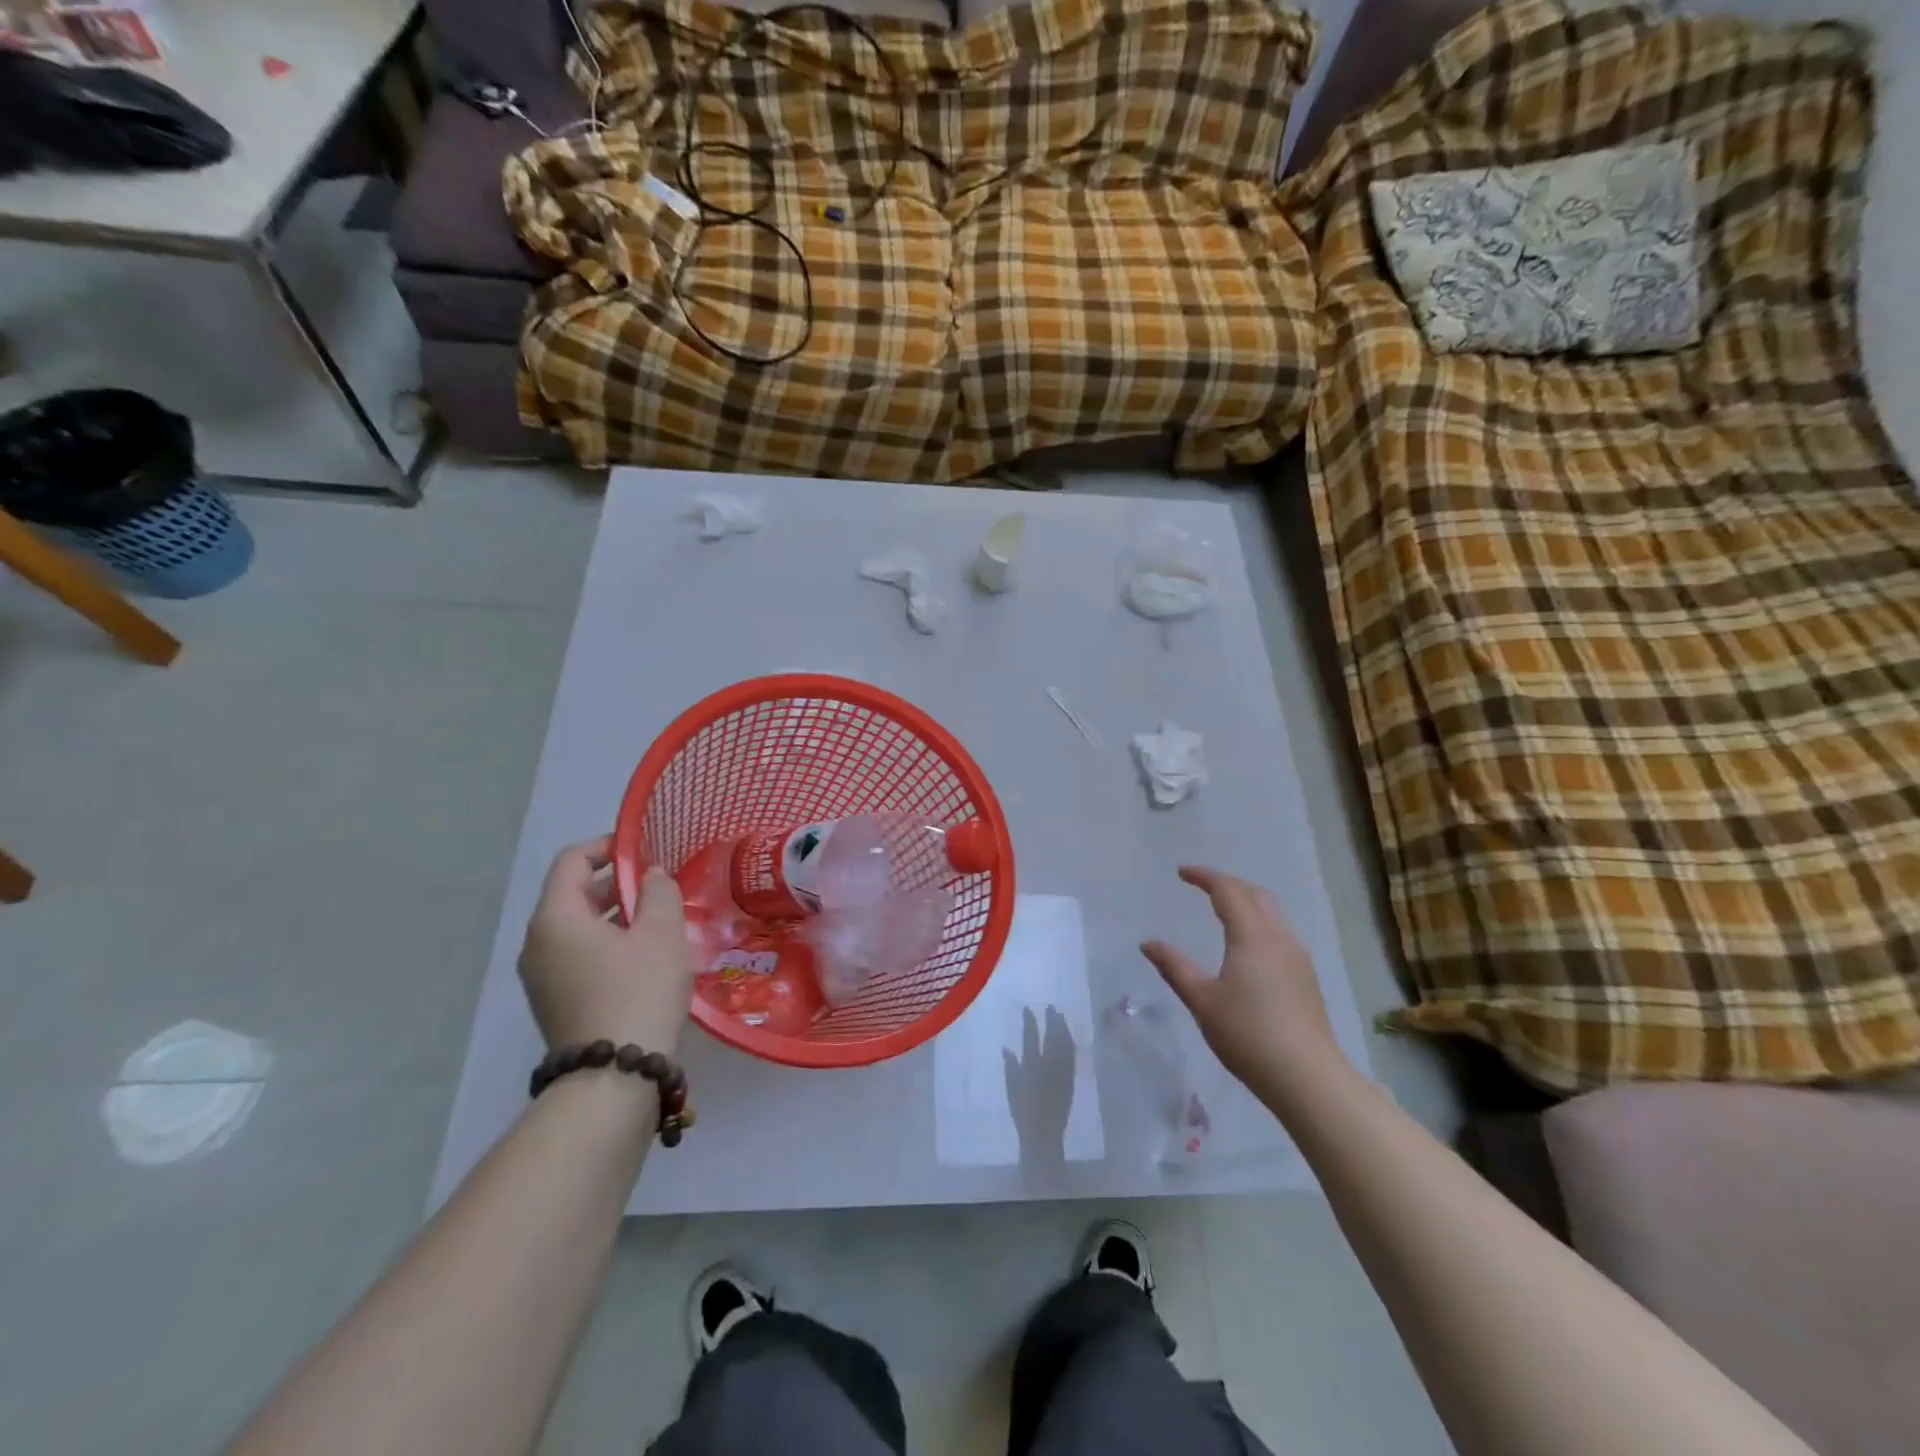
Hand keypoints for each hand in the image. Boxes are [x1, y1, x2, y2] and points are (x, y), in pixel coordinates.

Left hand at [518, 836, 693, 1054]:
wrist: (613, 1077)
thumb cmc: (638, 990)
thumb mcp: (662, 932)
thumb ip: (659, 891)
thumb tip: (650, 876)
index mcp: (555, 918)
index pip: (571, 861)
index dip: (607, 847)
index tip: (644, 851)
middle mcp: (537, 943)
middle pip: (573, 895)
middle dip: (616, 883)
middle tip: (659, 887)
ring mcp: (541, 977)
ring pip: (578, 929)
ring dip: (616, 916)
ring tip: (659, 921)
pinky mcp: (554, 1003)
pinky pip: (578, 957)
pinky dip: (607, 944)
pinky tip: (645, 958)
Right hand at [1141, 865, 1347, 1097]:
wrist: (1308, 1078)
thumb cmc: (1249, 1035)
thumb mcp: (1202, 1001)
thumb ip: (1175, 967)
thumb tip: (1148, 943)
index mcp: (1252, 937)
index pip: (1228, 890)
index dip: (1204, 876)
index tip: (1182, 872)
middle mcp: (1279, 939)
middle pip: (1256, 895)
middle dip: (1228, 884)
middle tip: (1201, 886)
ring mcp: (1298, 958)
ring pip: (1272, 914)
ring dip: (1246, 902)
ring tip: (1222, 910)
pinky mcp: (1306, 978)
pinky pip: (1279, 934)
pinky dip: (1258, 923)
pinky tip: (1246, 946)